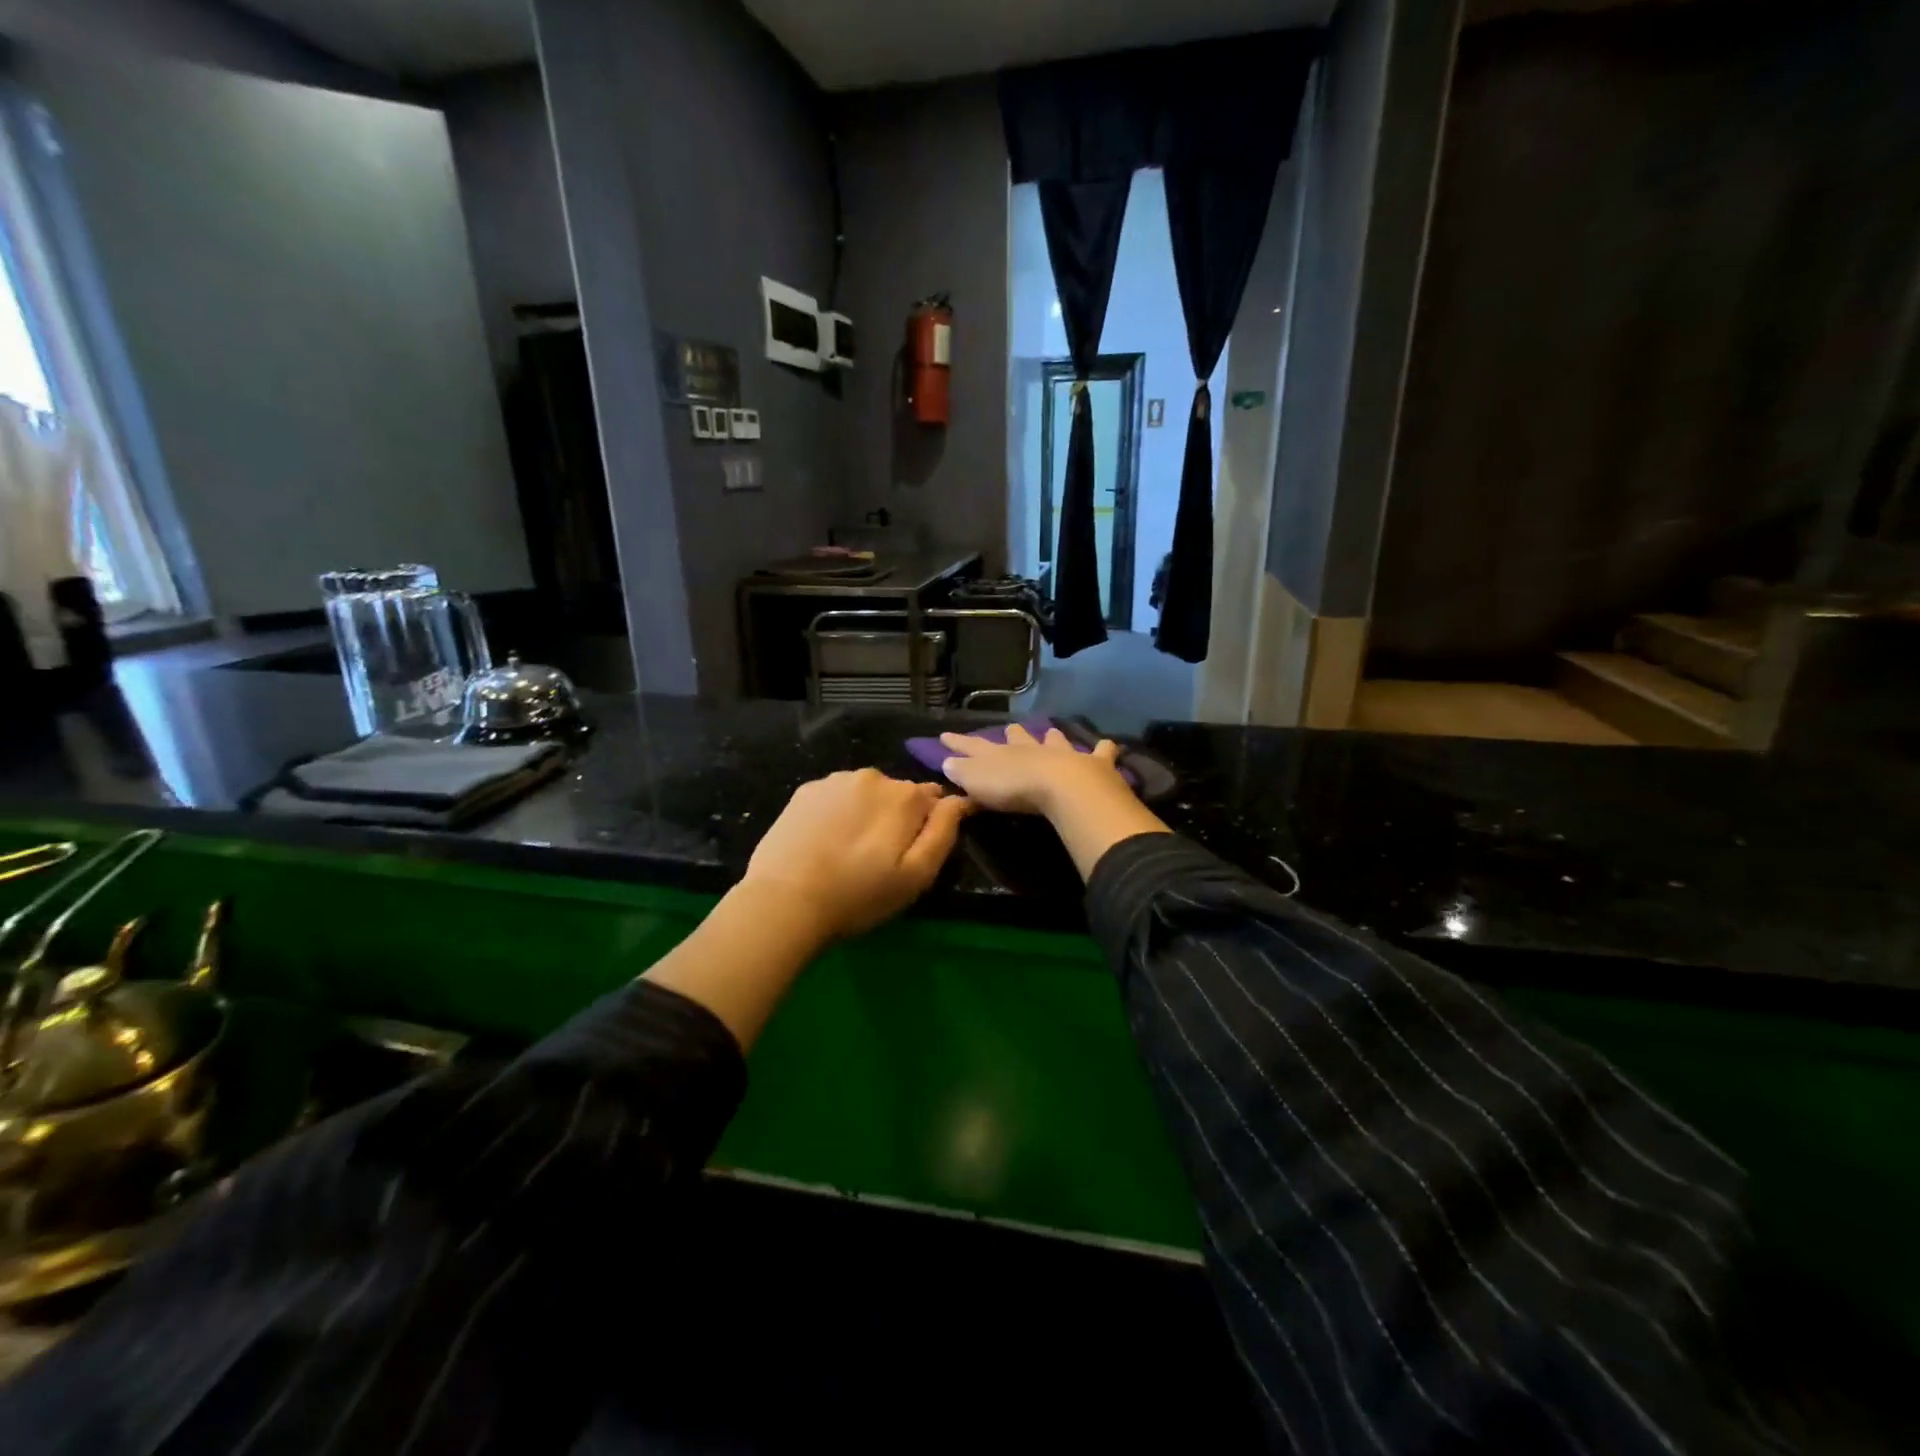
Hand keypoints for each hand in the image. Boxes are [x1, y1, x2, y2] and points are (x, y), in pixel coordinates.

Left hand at [742, 769, 970, 941]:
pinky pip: (836, 796)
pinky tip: (825, 841)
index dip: (930, 825)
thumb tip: (961, 800)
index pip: (935, 800)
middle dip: (898, 818)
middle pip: (899, 794)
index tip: (916, 851)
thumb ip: (943, 832)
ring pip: (866, 793)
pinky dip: (838, 812)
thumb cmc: (859, 895)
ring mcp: (836, 780)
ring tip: (850, 851)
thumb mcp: (916, 876)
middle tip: (881, 859)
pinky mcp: (805, 790)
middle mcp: (874, 776)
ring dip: (867, 813)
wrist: (784, 901)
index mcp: (906, 796)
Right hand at [937, 724, 1128, 815]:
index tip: (945, 735)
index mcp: (1001, 755)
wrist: (1063, 788)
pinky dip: (1104, 749)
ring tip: (1050, 732)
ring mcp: (1063, 754)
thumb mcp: (978, 782)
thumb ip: (962, 772)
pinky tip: (1109, 745)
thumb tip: (946, 762)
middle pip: (1018, 738)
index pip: (974, 747)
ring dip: (1051, 737)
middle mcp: (1031, 749)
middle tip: (1009, 730)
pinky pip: (1101, 753)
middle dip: (1012, 735)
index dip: (959, 742)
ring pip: (1055, 741)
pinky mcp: (1093, 764)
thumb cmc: (1015, 788)